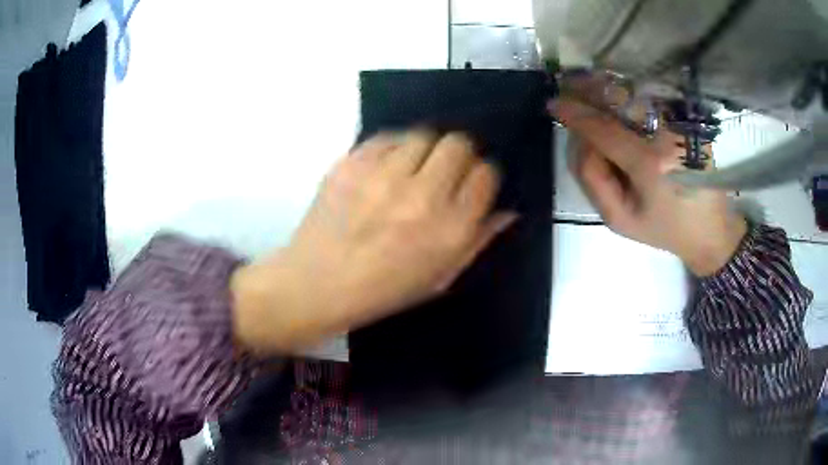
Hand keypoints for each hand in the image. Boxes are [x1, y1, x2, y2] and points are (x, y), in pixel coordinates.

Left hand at [231, 131, 516, 354]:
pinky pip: (387, 137)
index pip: (486, 174)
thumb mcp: (440, 277)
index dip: (481, 176)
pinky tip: (384, 170)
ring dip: (424, 150)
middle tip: (442, 173)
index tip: (470, 184)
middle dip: (457, 156)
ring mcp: (382, 176)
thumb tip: (507, 210)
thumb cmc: (382, 290)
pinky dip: (392, 149)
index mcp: (449, 230)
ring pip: (423, 134)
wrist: (316, 284)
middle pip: (458, 144)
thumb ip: (478, 240)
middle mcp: (421, 197)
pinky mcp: (351, 163)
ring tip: (410, 171)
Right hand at [551, 96, 746, 276]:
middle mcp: (666, 135)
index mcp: (649, 164)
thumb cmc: (664, 229)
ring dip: (606, 90)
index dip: (574, 114)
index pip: (602, 129)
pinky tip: (617, 99)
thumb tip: (581, 139)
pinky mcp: (688, 122)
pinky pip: (652, 101)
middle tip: (567, 89)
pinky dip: (629, 96)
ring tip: (587, 89)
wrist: (710, 229)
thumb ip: (592, 178)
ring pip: (633, 96)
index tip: (553, 105)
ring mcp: (680, 124)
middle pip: (616, 102)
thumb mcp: (620, 218)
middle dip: (588, 93)